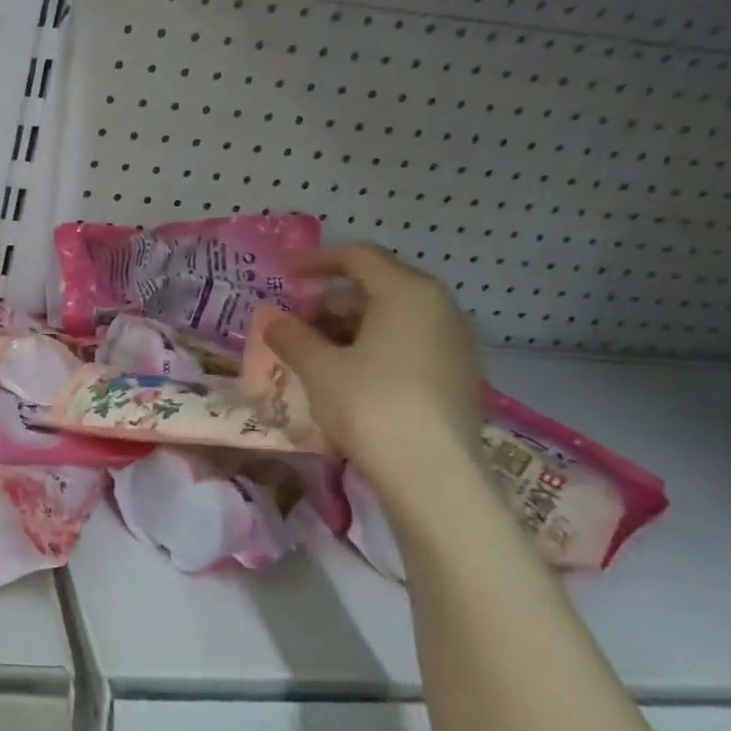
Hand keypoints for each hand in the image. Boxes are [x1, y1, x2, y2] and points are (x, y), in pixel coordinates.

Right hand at [262, 244, 483, 490]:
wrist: (433, 472)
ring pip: (393, 320)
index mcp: (408, 294)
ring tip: (314, 354)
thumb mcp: (318, 367)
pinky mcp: (457, 376)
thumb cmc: (370, 405)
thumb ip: (292, 336)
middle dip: (329, 302)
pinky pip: (408, 345)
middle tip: (294, 324)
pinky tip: (347, 377)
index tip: (285, 272)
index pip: (358, 258)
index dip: (317, 260)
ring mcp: (455, 343)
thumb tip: (273, 320)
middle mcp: (440, 309)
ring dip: (349, 328)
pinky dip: (373, 349)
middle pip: (377, 288)